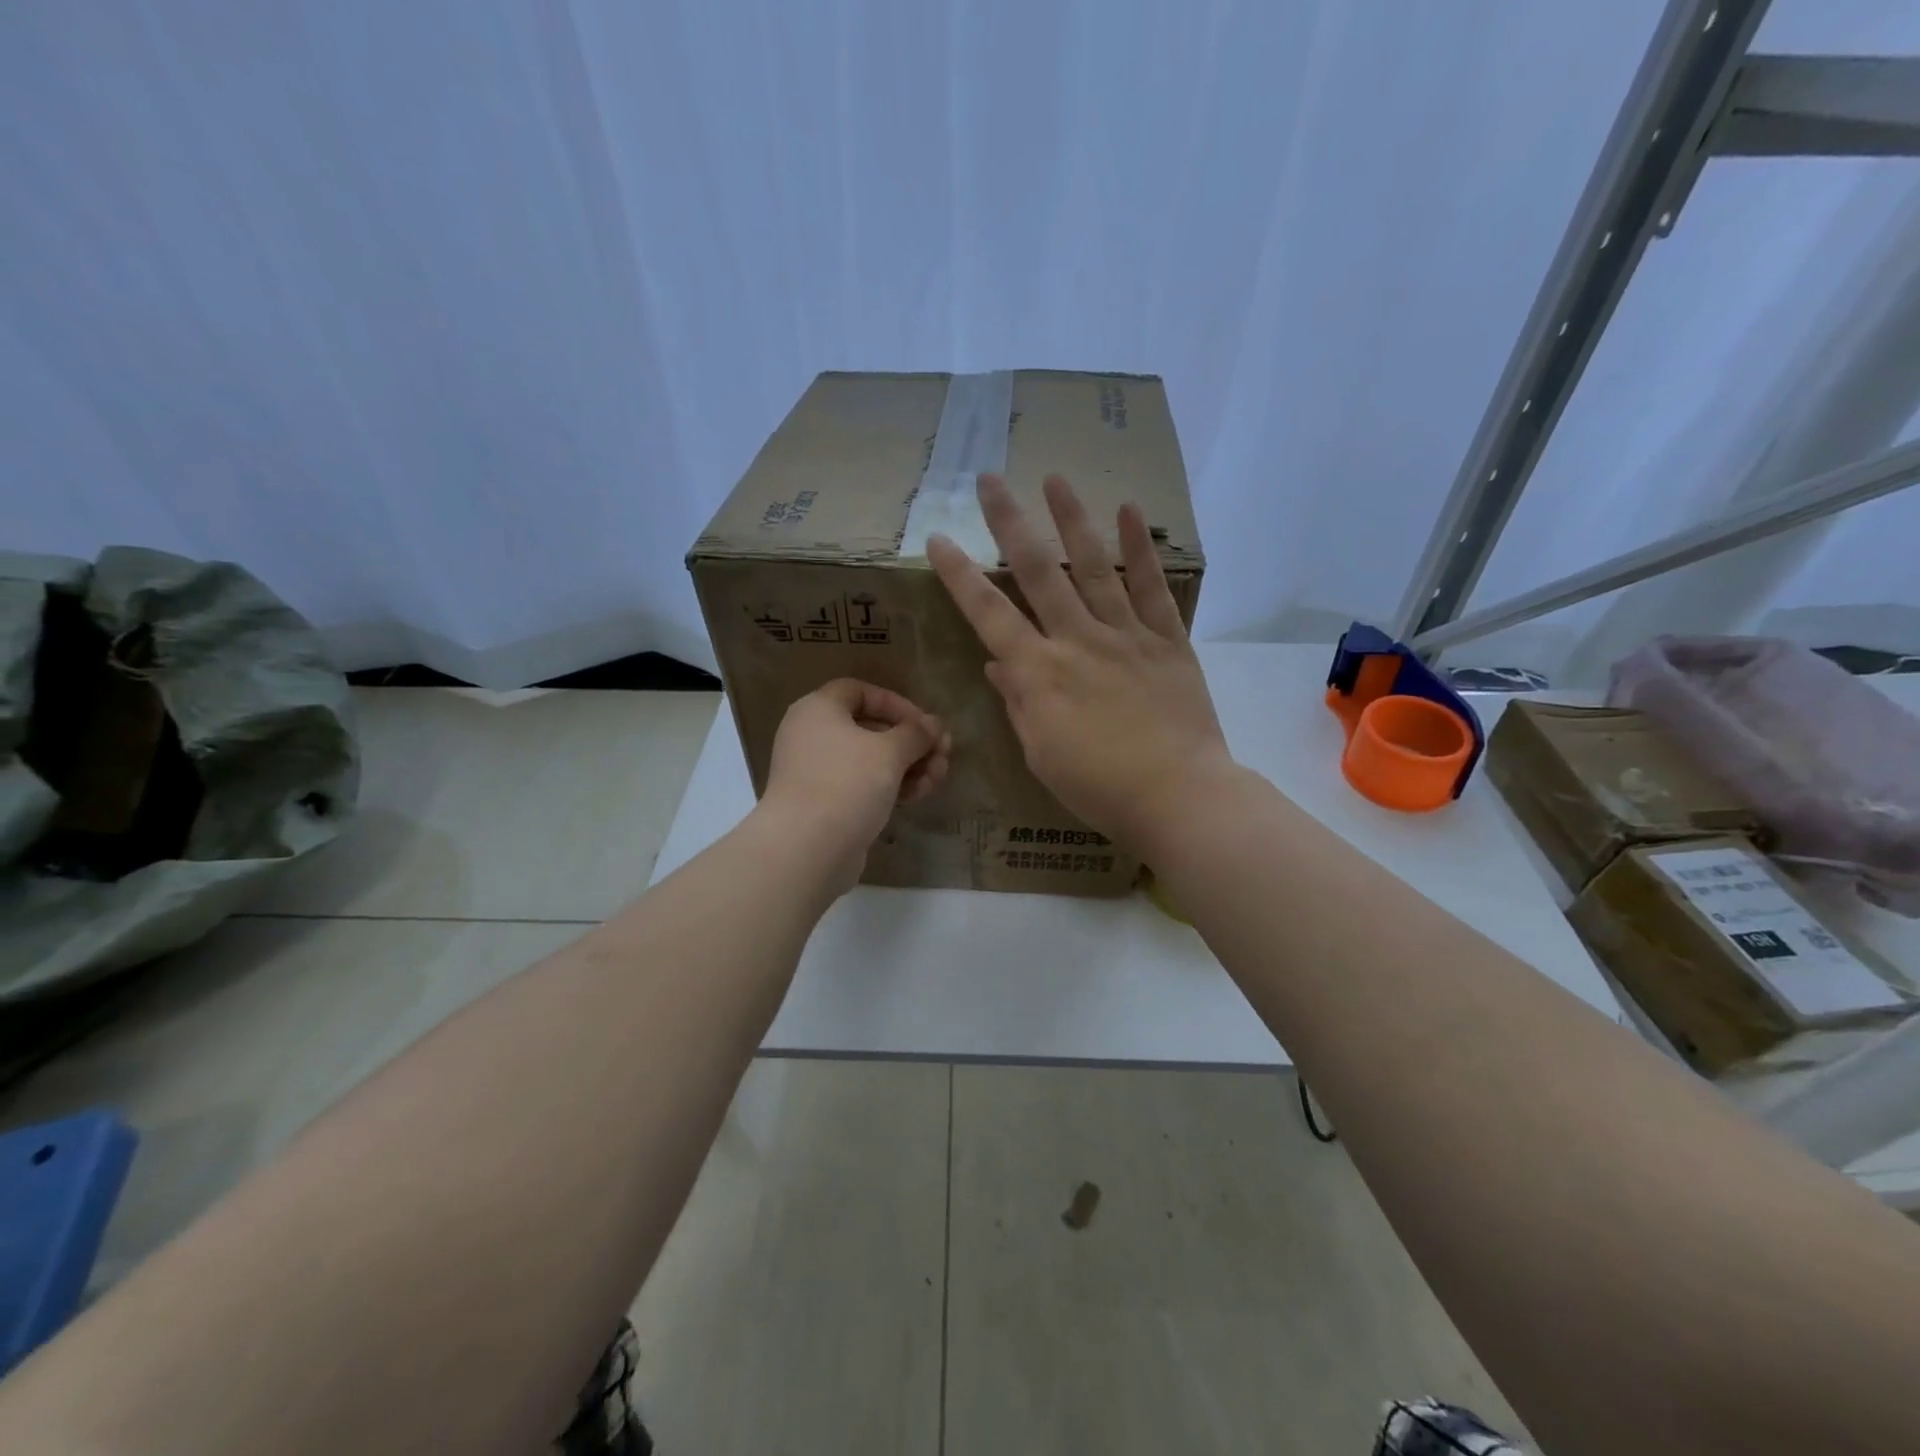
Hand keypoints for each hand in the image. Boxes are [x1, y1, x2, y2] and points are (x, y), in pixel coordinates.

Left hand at [760, 679, 951, 891]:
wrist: (806, 848)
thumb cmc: (847, 784)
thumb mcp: (890, 751)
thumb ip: (916, 733)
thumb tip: (934, 724)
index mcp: (818, 709)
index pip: (860, 691)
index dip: (896, 703)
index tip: (925, 725)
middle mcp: (811, 735)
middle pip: (870, 728)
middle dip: (912, 742)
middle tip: (943, 756)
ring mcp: (816, 772)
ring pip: (870, 760)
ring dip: (908, 766)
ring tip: (937, 780)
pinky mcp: (824, 804)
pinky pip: (861, 785)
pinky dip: (889, 787)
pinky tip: (918, 796)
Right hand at [926, 473, 1234, 852]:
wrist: (1179, 797)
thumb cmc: (1099, 787)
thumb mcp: (1041, 754)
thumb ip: (1019, 702)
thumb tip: (998, 663)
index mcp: (1039, 673)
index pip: (989, 614)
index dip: (960, 575)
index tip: (938, 539)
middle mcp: (1077, 640)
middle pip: (1038, 572)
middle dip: (1010, 523)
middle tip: (990, 481)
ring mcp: (1125, 635)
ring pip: (1094, 567)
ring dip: (1072, 519)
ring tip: (1054, 478)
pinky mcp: (1167, 640)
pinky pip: (1152, 588)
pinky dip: (1140, 549)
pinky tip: (1129, 511)